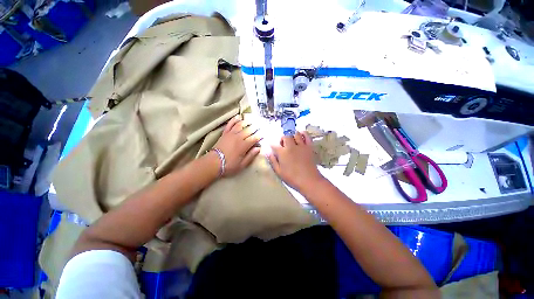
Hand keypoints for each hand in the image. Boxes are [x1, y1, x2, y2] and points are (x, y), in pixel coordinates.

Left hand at [213, 115, 260, 176]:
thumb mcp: (242, 164)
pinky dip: (234, 120)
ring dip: (247, 122)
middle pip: (249, 130)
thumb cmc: (229, 165)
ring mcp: (231, 134)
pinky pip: (230, 124)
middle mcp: (238, 137)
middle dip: (256, 127)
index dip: (260, 135)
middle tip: (261, 126)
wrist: (213, 163)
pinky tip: (238, 117)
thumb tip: (258, 148)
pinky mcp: (225, 133)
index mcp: (244, 145)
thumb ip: (251, 155)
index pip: (255, 138)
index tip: (264, 134)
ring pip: (240, 125)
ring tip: (252, 120)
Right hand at [268, 131, 324, 191]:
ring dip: (292, 136)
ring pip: (295, 134)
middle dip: (282, 139)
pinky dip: (303, 134)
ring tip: (292, 142)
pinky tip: (300, 137)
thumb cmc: (292, 178)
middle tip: (283, 146)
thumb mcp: (279, 171)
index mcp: (283, 153)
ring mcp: (301, 145)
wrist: (309, 180)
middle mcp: (291, 146)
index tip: (272, 147)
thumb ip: (273, 161)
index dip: (272, 145)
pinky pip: (307, 136)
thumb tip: (268, 152)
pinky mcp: (309, 146)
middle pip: (285, 136)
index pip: (274, 145)